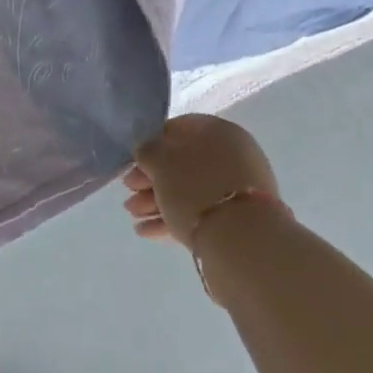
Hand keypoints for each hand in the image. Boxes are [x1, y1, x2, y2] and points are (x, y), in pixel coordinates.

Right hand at [122, 115, 279, 247]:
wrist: (243, 244)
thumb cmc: (196, 188)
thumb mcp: (160, 161)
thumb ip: (147, 150)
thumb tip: (146, 149)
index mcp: (219, 132)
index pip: (178, 129)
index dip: (150, 143)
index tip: (133, 161)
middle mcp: (232, 157)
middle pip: (182, 163)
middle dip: (151, 179)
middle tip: (129, 192)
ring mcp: (237, 192)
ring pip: (189, 190)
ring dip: (157, 201)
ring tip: (133, 216)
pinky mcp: (237, 222)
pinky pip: (199, 213)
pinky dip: (173, 218)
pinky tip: (147, 231)